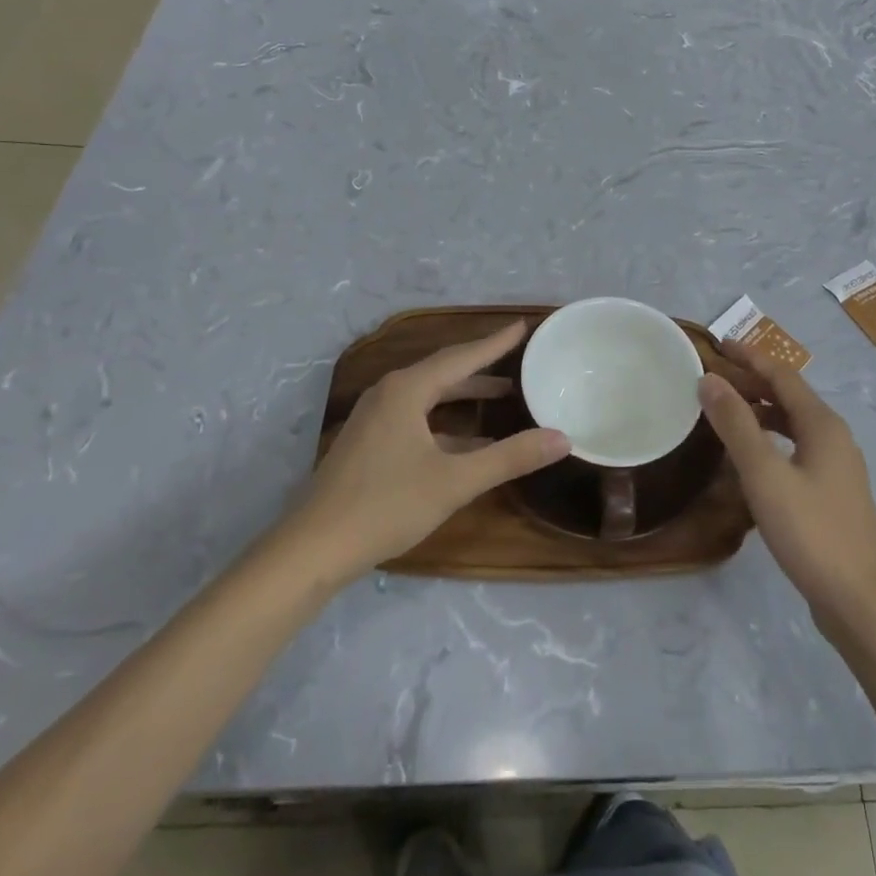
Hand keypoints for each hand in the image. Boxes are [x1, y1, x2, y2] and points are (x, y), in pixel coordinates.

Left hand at [289, 322, 569, 583]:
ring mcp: (375, 420)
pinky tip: (471, 443)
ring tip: (504, 396)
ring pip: (430, 397)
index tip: (523, 326)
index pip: (462, 356)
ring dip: (465, 397)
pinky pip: (417, 419)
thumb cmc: (386, 505)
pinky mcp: (369, 444)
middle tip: (519, 361)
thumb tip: (562, 438)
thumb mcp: (455, 481)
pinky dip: (447, 424)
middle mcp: (389, 394)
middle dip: (483, 367)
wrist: (313, 549)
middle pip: (444, 372)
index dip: (495, 343)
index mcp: (407, 390)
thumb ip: (510, 457)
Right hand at [699, 345, 875, 620]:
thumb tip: (709, 380)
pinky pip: (796, 448)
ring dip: (760, 411)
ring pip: (793, 424)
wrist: (859, 599)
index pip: (783, 375)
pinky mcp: (832, 493)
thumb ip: (736, 425)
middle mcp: (834, 437)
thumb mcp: (765, 474)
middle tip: (712, 379)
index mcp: (822, 424)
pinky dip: (770, 439)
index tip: (718, 346)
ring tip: (724, 412)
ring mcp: (836, 466)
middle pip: (790, 396)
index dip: (750, 357)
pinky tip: (750, 458)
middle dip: (753, 382)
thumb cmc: (810, 531)